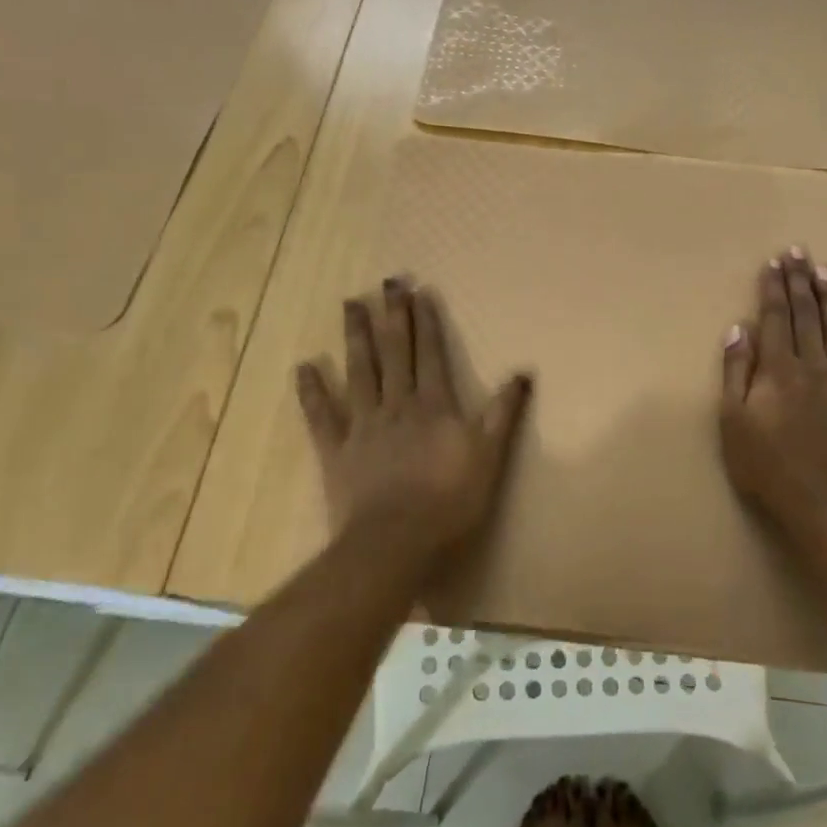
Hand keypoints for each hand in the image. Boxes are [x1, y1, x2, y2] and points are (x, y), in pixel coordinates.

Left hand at [296, 276, 532, 565]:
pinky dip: (312, 390)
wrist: (396, 543)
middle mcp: (397, 405)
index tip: (419, 291)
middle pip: (394, 353)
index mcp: (434, 406)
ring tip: (350, 303)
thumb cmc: (449, 501)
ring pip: (359, 372)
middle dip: (392, 316)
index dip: (425, 322)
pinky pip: (322, 415)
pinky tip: (304, 366)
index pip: (430, 354)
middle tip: (387, 283)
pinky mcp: (336, 451)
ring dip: (355, 337)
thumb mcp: (489, 457)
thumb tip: (523, 372)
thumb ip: (503, 414)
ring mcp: (363, 426)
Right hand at [718, 248, 826, 548]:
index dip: (773, 288)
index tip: (774, 262)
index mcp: (778, 369)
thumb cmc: (770, 468)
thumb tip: (739, 329)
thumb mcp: (734, 423)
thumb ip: (736, 373)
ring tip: (826, 271)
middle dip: (799, 281)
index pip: (774, 318)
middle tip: (798, 252)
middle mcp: (814, 366)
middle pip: (806, 315)